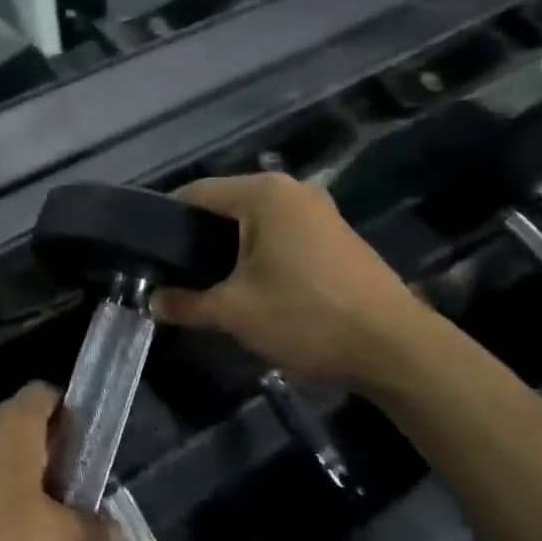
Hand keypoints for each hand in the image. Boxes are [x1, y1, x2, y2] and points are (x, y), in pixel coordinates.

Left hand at [0, 383, 117, 540]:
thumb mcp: (60, 540)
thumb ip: (91, 531)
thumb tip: (117, 534)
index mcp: (12, 426)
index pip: (42, 393)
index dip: (65, 410)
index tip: (80, 443)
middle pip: (15, 429)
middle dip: (40, 457)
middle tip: (62, 495)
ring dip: (8, 484)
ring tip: (28, 528)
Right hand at [151, 174, 440, 395]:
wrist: (395, 349)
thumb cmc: (307, 317)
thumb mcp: (235, 312)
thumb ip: (186, 303)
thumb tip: (153, 302)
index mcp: (264, 195)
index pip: (196, 193)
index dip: (165, 219)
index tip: (146, 250)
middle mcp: (292, 191)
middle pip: (226, 206)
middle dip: (197, 238)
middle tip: (171, 272)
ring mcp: (319, 212)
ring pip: (255, 223)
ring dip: (229, 250)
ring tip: (205, 283)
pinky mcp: (336, 237)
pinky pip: (281, 236)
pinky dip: (259, 255)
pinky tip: (250, 287)